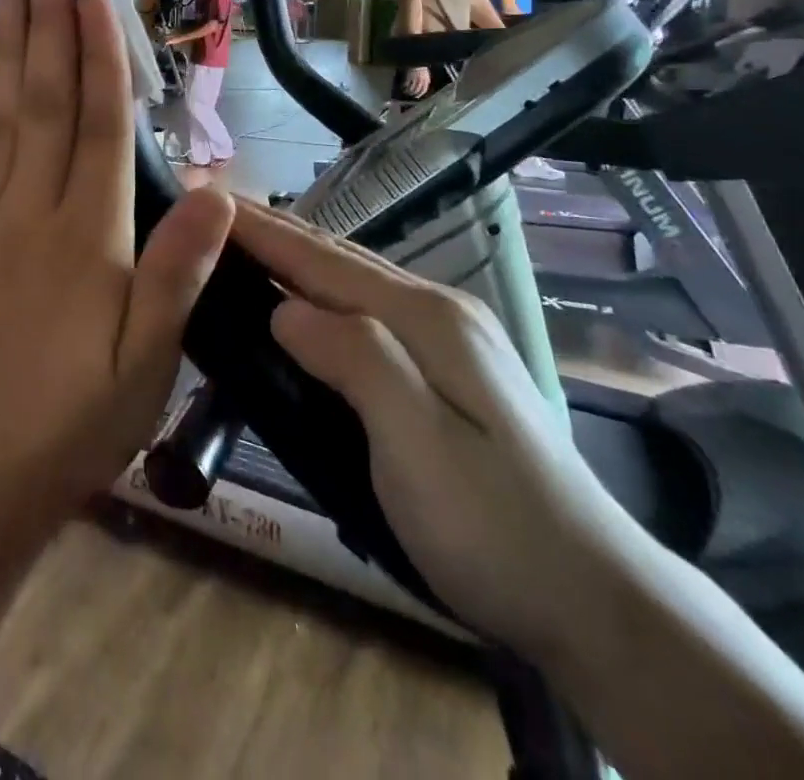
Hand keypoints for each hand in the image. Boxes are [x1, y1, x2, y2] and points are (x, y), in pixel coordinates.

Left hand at [0, 0, 234, 524]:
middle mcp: (30, 212)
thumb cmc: (78, 420)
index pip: (99, 125)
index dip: (101, 55)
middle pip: (43, 103)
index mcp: (87, 236)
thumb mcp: (150, 360)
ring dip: (4, 52)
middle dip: (45, 27)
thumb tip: (219, 189)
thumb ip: (180, 270)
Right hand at [234, 200, 654, 657]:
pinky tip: (301, 300)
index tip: (205, 201)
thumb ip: (356, 361)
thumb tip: (284, 311)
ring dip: (295, 257)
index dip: (262, 231)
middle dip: (274, 231)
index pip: (322, 261)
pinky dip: (320, 290)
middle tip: (211, 212)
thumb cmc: (494, 528)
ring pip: (353, 280)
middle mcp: (438, 310)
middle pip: (337, 258)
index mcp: (426, 319)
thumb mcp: (418, 446)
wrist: (598, 601)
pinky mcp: (448, 365)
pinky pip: (365, 308)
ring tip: (242, 244)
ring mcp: (449, 336)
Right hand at [401, 65, 430, 99]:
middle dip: (413, 94)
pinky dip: (403, 87)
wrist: (416, 59)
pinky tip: (402, 87)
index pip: (424, 90)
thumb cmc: (420, 65)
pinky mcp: (408, 77)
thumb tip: (424, 85)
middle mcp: (421, 81)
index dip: (420, 94)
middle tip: (410, 95)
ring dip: (408, 91)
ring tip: (405, 92)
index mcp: (426, 80)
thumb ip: (425, 79)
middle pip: (417, 90)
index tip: (417, 96)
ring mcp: (414, 79)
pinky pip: (406, 85)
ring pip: (411, 89)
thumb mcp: (426, 73)